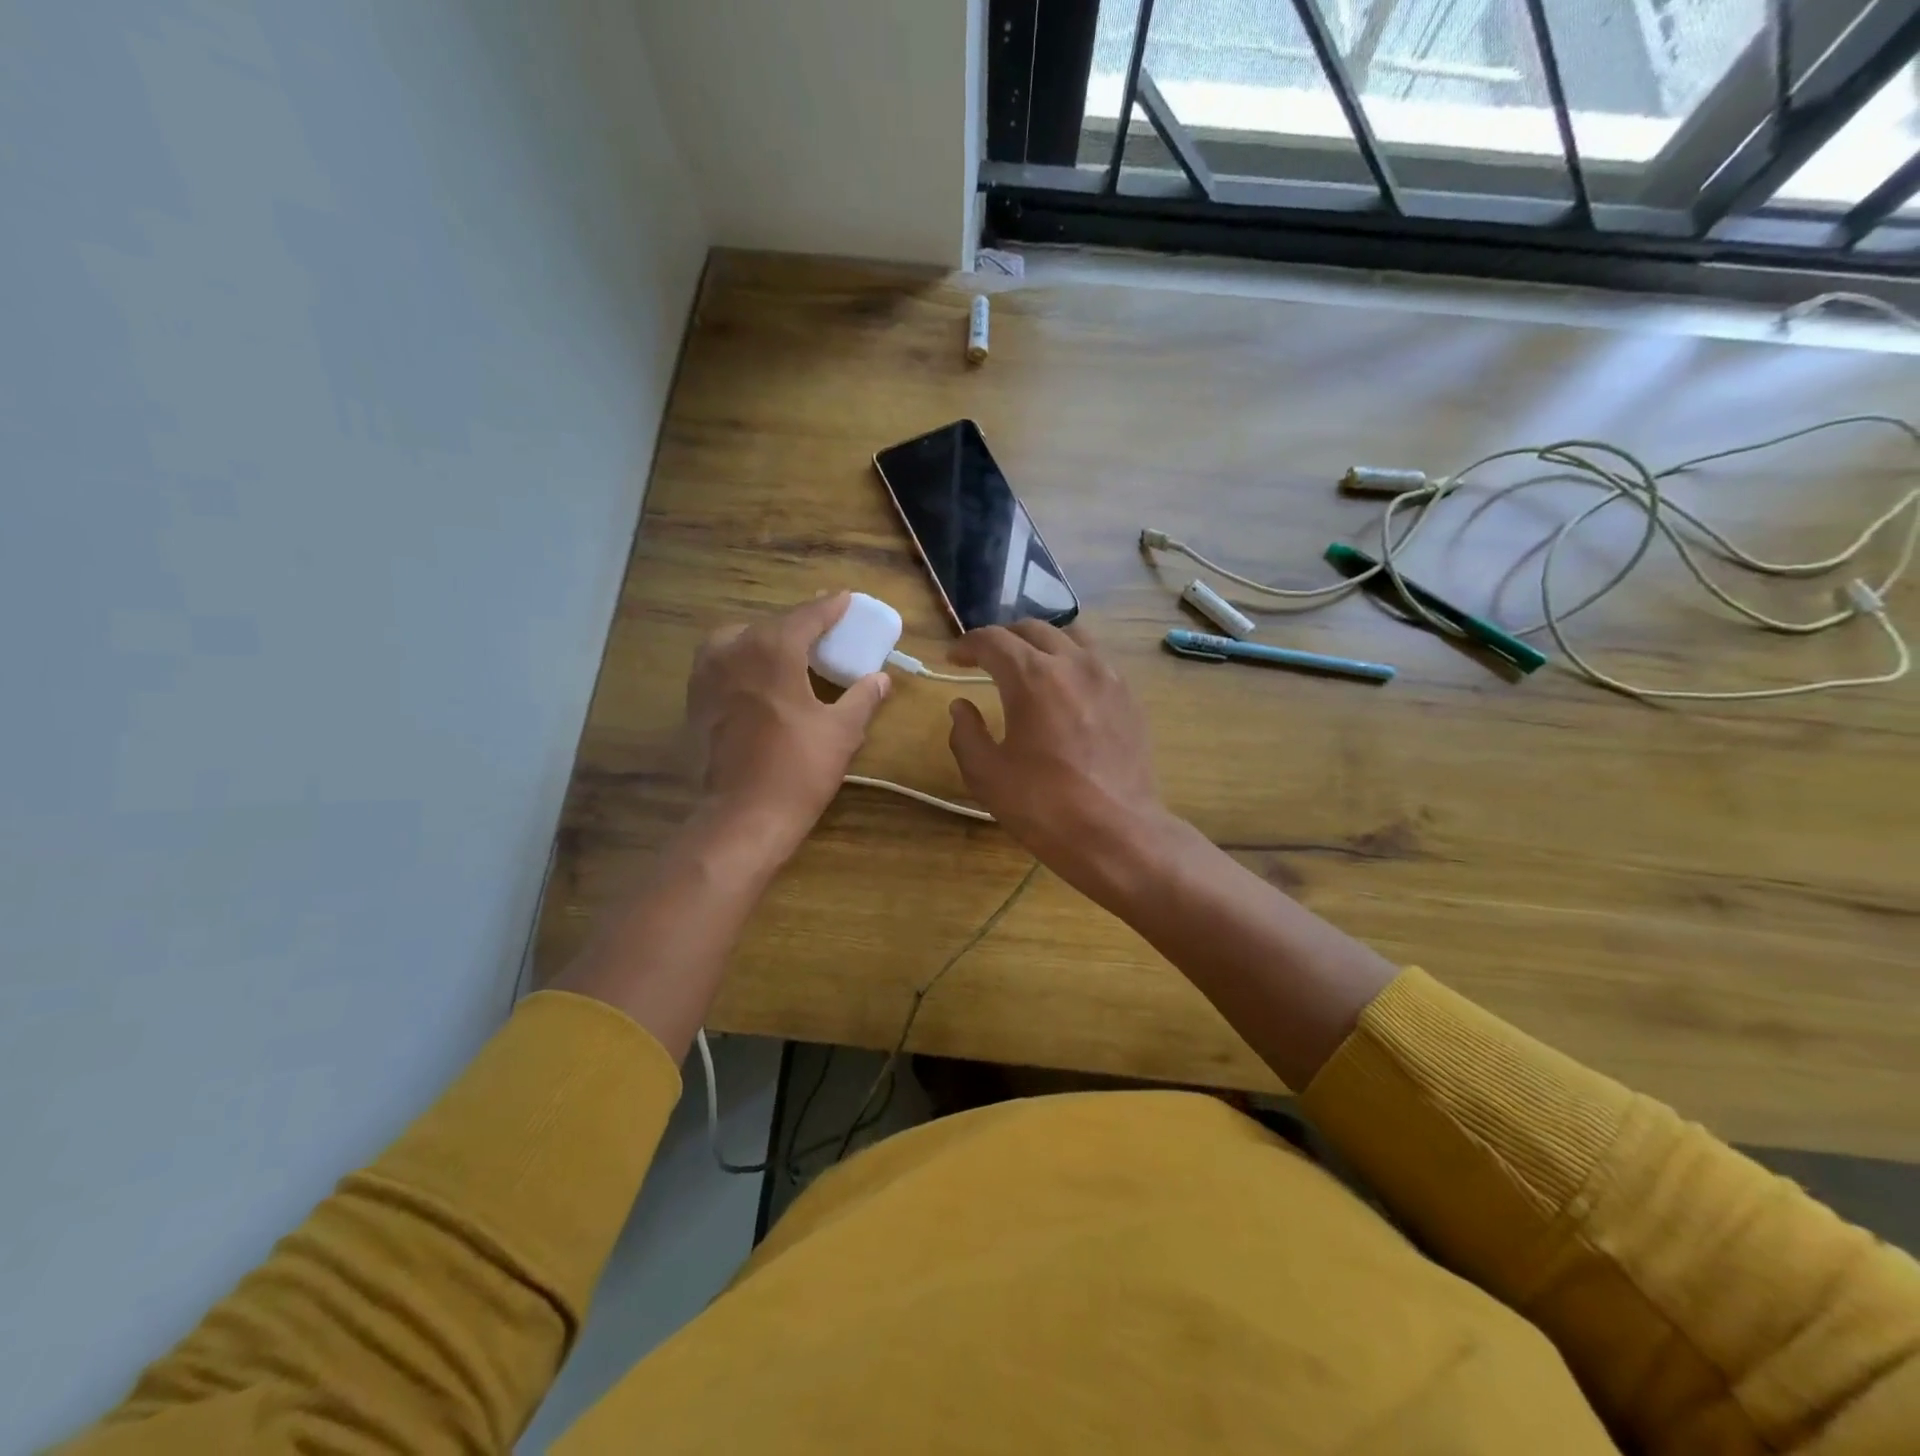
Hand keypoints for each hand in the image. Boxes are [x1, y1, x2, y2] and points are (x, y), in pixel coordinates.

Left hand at [686, 593, 890, 854]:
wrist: (743, 817)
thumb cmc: (798, 770)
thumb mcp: (842, 731)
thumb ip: (863, 697)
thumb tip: (881, 678)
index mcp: (772, 650)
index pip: (806, 617)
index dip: (829, 607)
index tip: (845, 598)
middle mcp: (733, 651)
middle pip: (770, 624)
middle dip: (797, 624)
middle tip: (822, 630)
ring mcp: (707, 675)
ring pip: (738, 639)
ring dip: (763, 638)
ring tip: (787, 652)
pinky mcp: (696, 702)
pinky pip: (720, 664)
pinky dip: (741, 660)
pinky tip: (759, 679)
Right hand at [946, 620, 1174, 897]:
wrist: (1117, 834)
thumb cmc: (1044, 806)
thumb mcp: (987, 775)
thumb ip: (966, 733)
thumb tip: (962, 706)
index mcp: (1032, 677)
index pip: (993, 640)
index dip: (967, 645)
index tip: (954, 659)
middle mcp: (1073, 663)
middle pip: (1033, 629)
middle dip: (1003, 639)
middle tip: (986, 660)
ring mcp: (1108, 677)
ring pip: (1071, 637)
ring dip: (1042, 643)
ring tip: (1029, 666)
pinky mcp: (1129, 698)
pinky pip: (1096, 661)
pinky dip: (1072, 662)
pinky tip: (1065, 691)